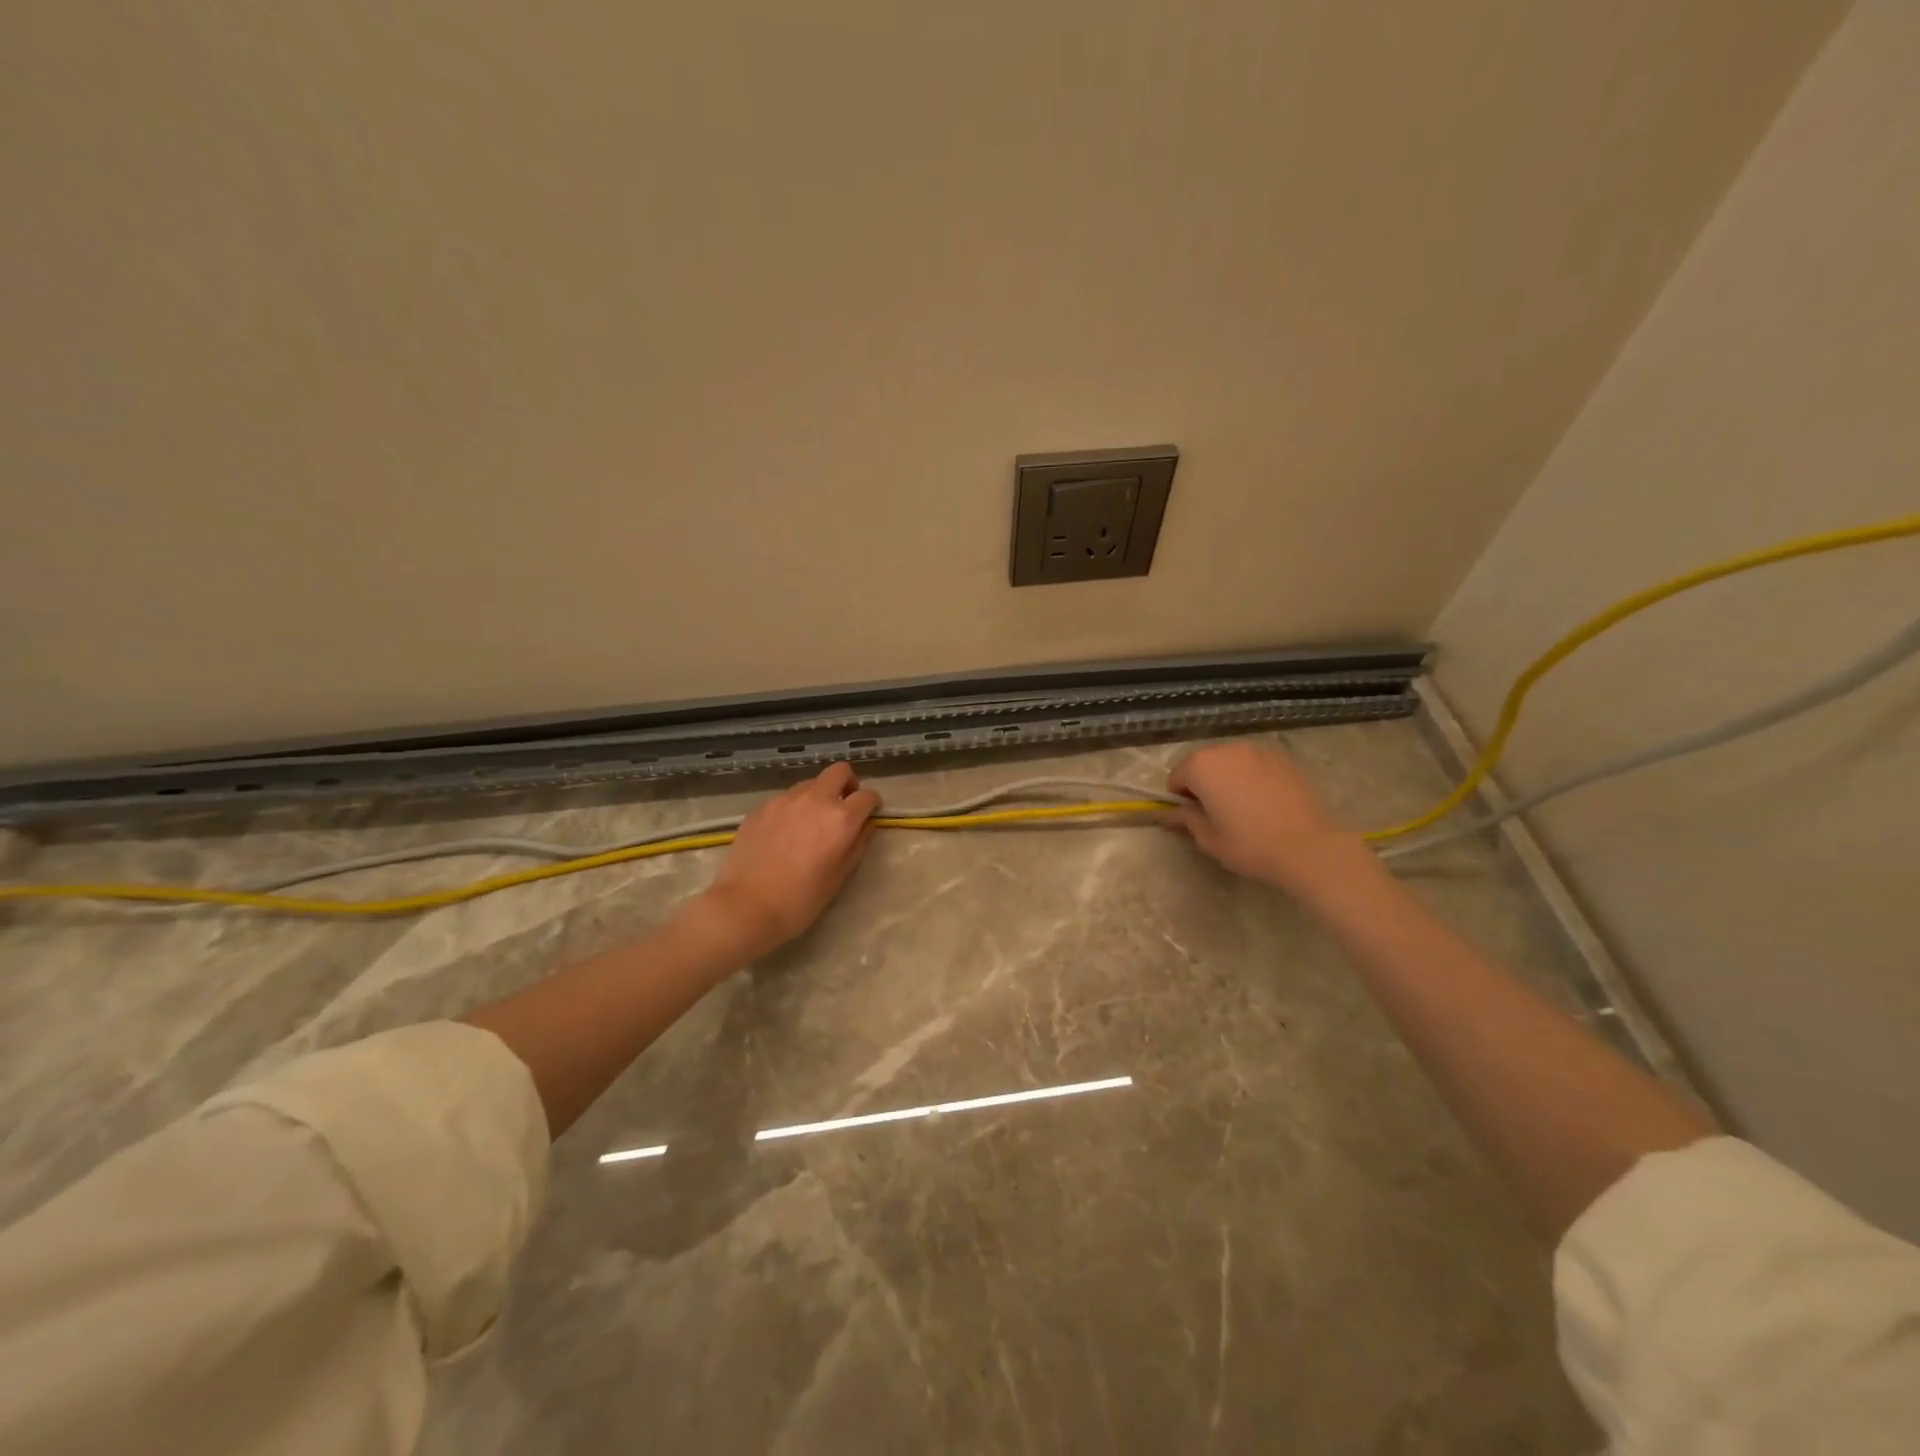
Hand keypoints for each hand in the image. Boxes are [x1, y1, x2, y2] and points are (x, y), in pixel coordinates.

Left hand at [700, 762, 881, 957]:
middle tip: (844, 806)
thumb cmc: (801, 899)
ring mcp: (784, 800)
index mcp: (840, 819)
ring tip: (810, 823)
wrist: (747, 906)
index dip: (872, 802)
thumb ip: (858, 844)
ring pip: (810, 783)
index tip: (869, 812)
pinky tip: (784, 833)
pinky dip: (793, 808)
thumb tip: (865, 825)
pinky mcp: (761, 807)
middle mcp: (815, 800)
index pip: (867, 795)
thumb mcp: (840, 876)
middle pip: (839, 771)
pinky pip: (785, 798)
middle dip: (848, 784)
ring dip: (818, 795)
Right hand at [1167, 742, 1367, 893]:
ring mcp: (1259, 751)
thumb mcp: (1208, 838)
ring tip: (1244, 808)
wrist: (1308, 847)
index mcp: (1202, 765)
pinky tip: (1265, 802)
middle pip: (1203, 764)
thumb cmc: (1249, 844)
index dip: (1180, 799)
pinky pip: (1256, 765)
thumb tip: (1167, 813)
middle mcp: (1228, 749)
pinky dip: (1252, 778)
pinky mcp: (1284, 758)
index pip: (1176, 777)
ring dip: (1228, 778)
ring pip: (1231, 762)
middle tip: (1217, 814)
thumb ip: (1184, 819)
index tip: (1194, 818)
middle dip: (1204, 784)